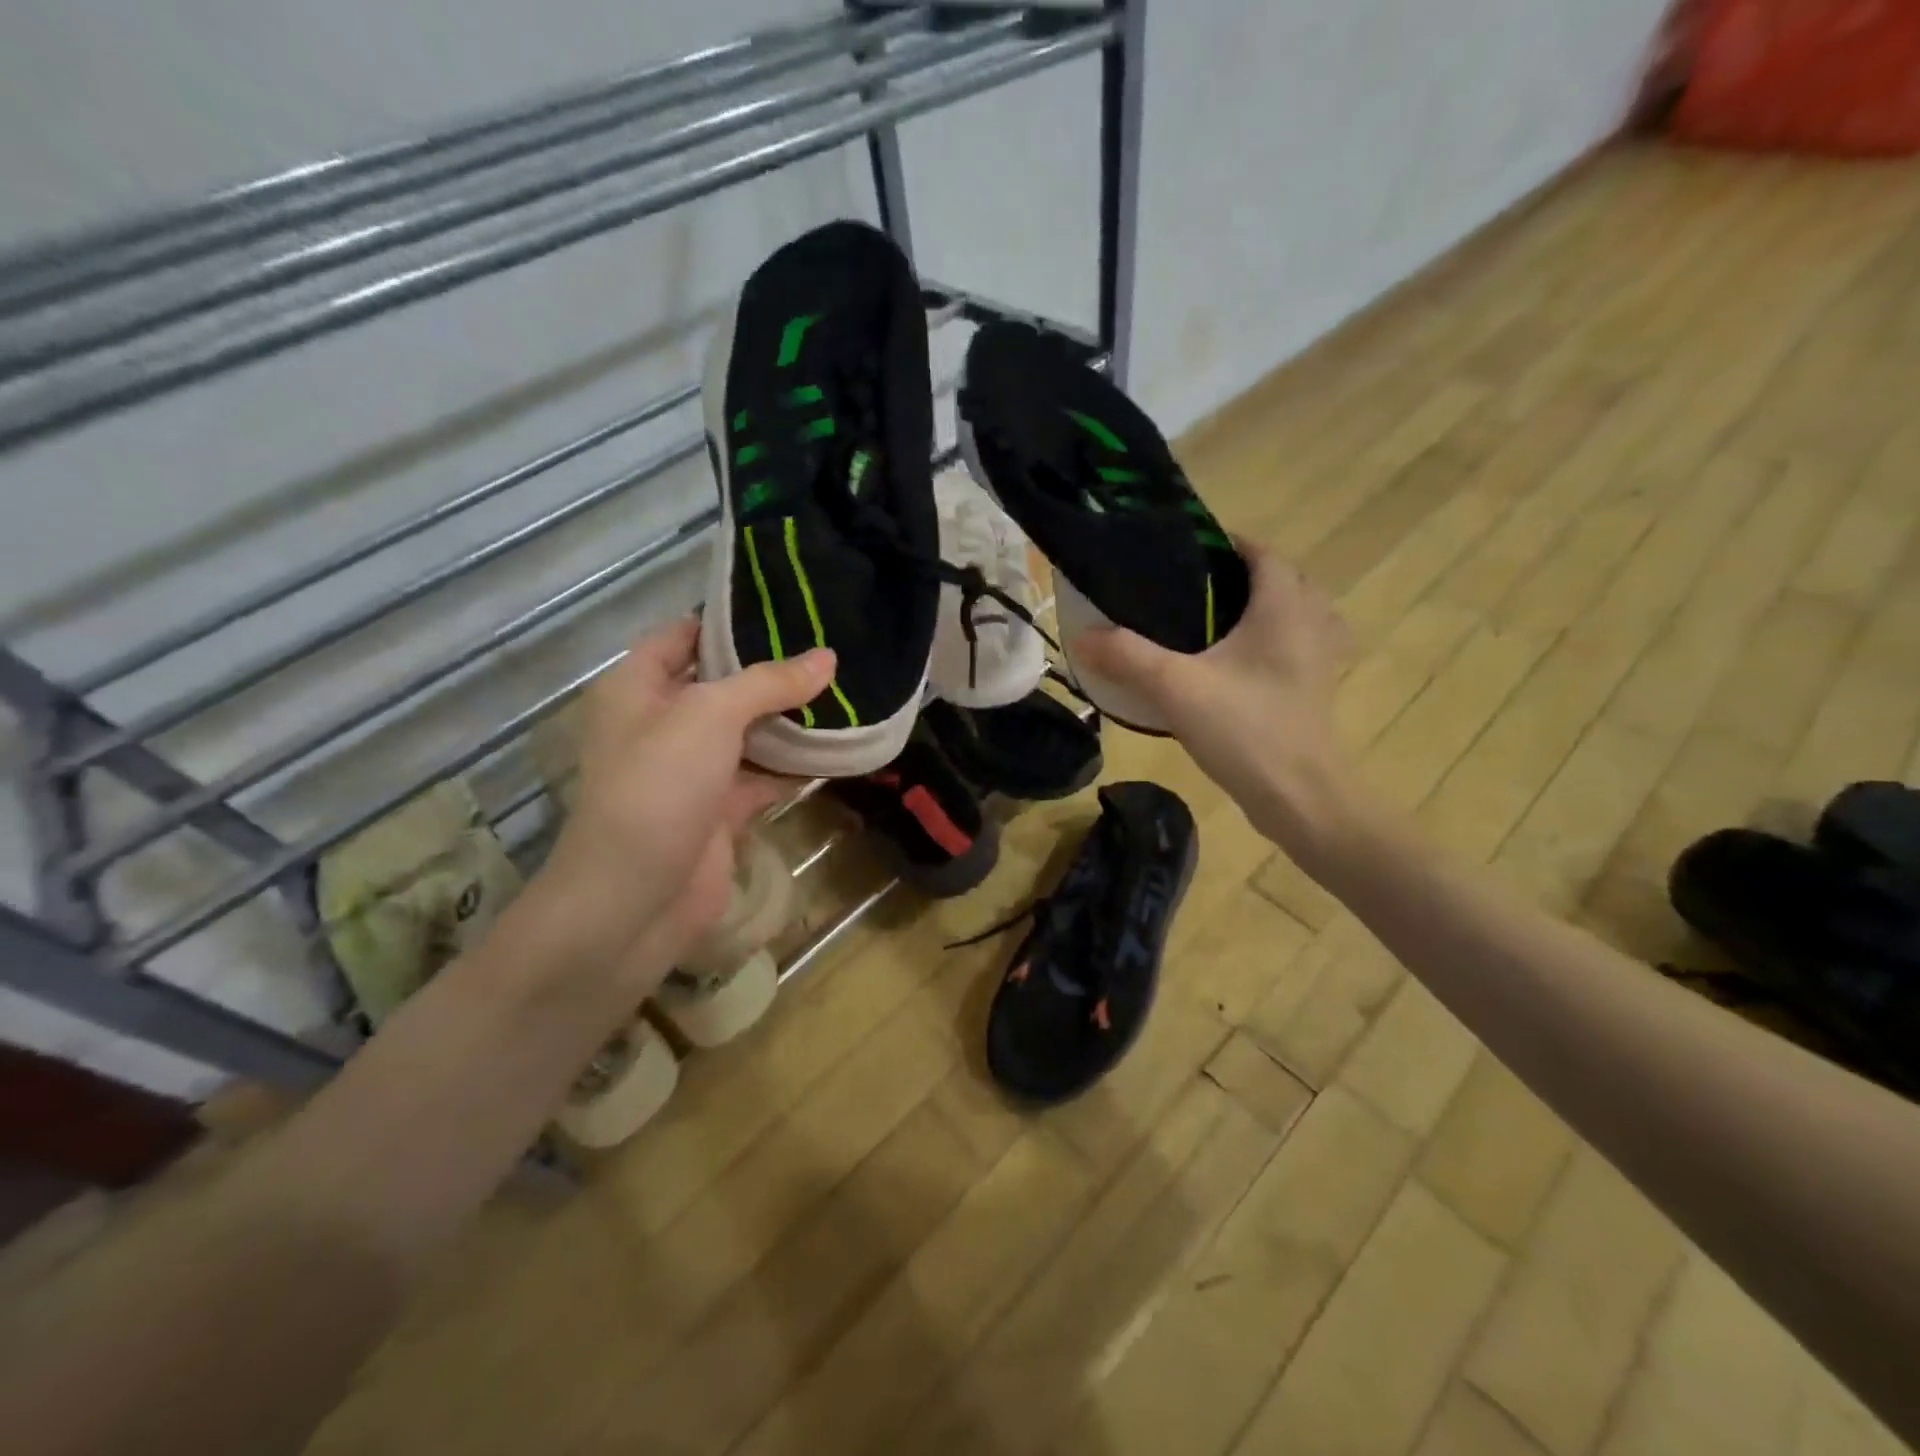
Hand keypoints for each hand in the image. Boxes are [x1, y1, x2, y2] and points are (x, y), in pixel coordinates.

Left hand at [517, 618, 832, 994]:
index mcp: (638, 688)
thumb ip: (769, 683)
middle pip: (721, 684)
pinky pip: (763, 777)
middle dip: (771, 671)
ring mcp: (692, 770)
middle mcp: (662, 723)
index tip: (785, 607)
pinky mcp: (719, 811)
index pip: (682, 635)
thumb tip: (828, 658)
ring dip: (789, 720)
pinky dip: (794, 767)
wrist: (634, 900)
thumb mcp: (709, 716)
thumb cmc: (658, 787)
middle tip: (830, 648)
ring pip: (747, 733)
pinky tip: (837, 749)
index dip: (727, 619)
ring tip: (845, 690)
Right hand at [1072, 543, 1355, 865]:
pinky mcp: (1317, 691)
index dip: (1228, 544)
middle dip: (1246, 576)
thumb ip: (1127, 657)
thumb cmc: (1244, 729)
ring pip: (1300, 615)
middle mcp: (1310, 624)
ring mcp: (1320, 660)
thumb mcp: (1175, 687)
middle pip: (1285, 580)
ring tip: (1223, 623)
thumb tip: (1082, 636)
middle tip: (1198, 590)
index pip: (1262, 553)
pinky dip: (1277, 644)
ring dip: (1269, 609)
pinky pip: (1300, 648)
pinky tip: (1242, 667)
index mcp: (1282, 608)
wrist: (1298, 796)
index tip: (1187, 552)